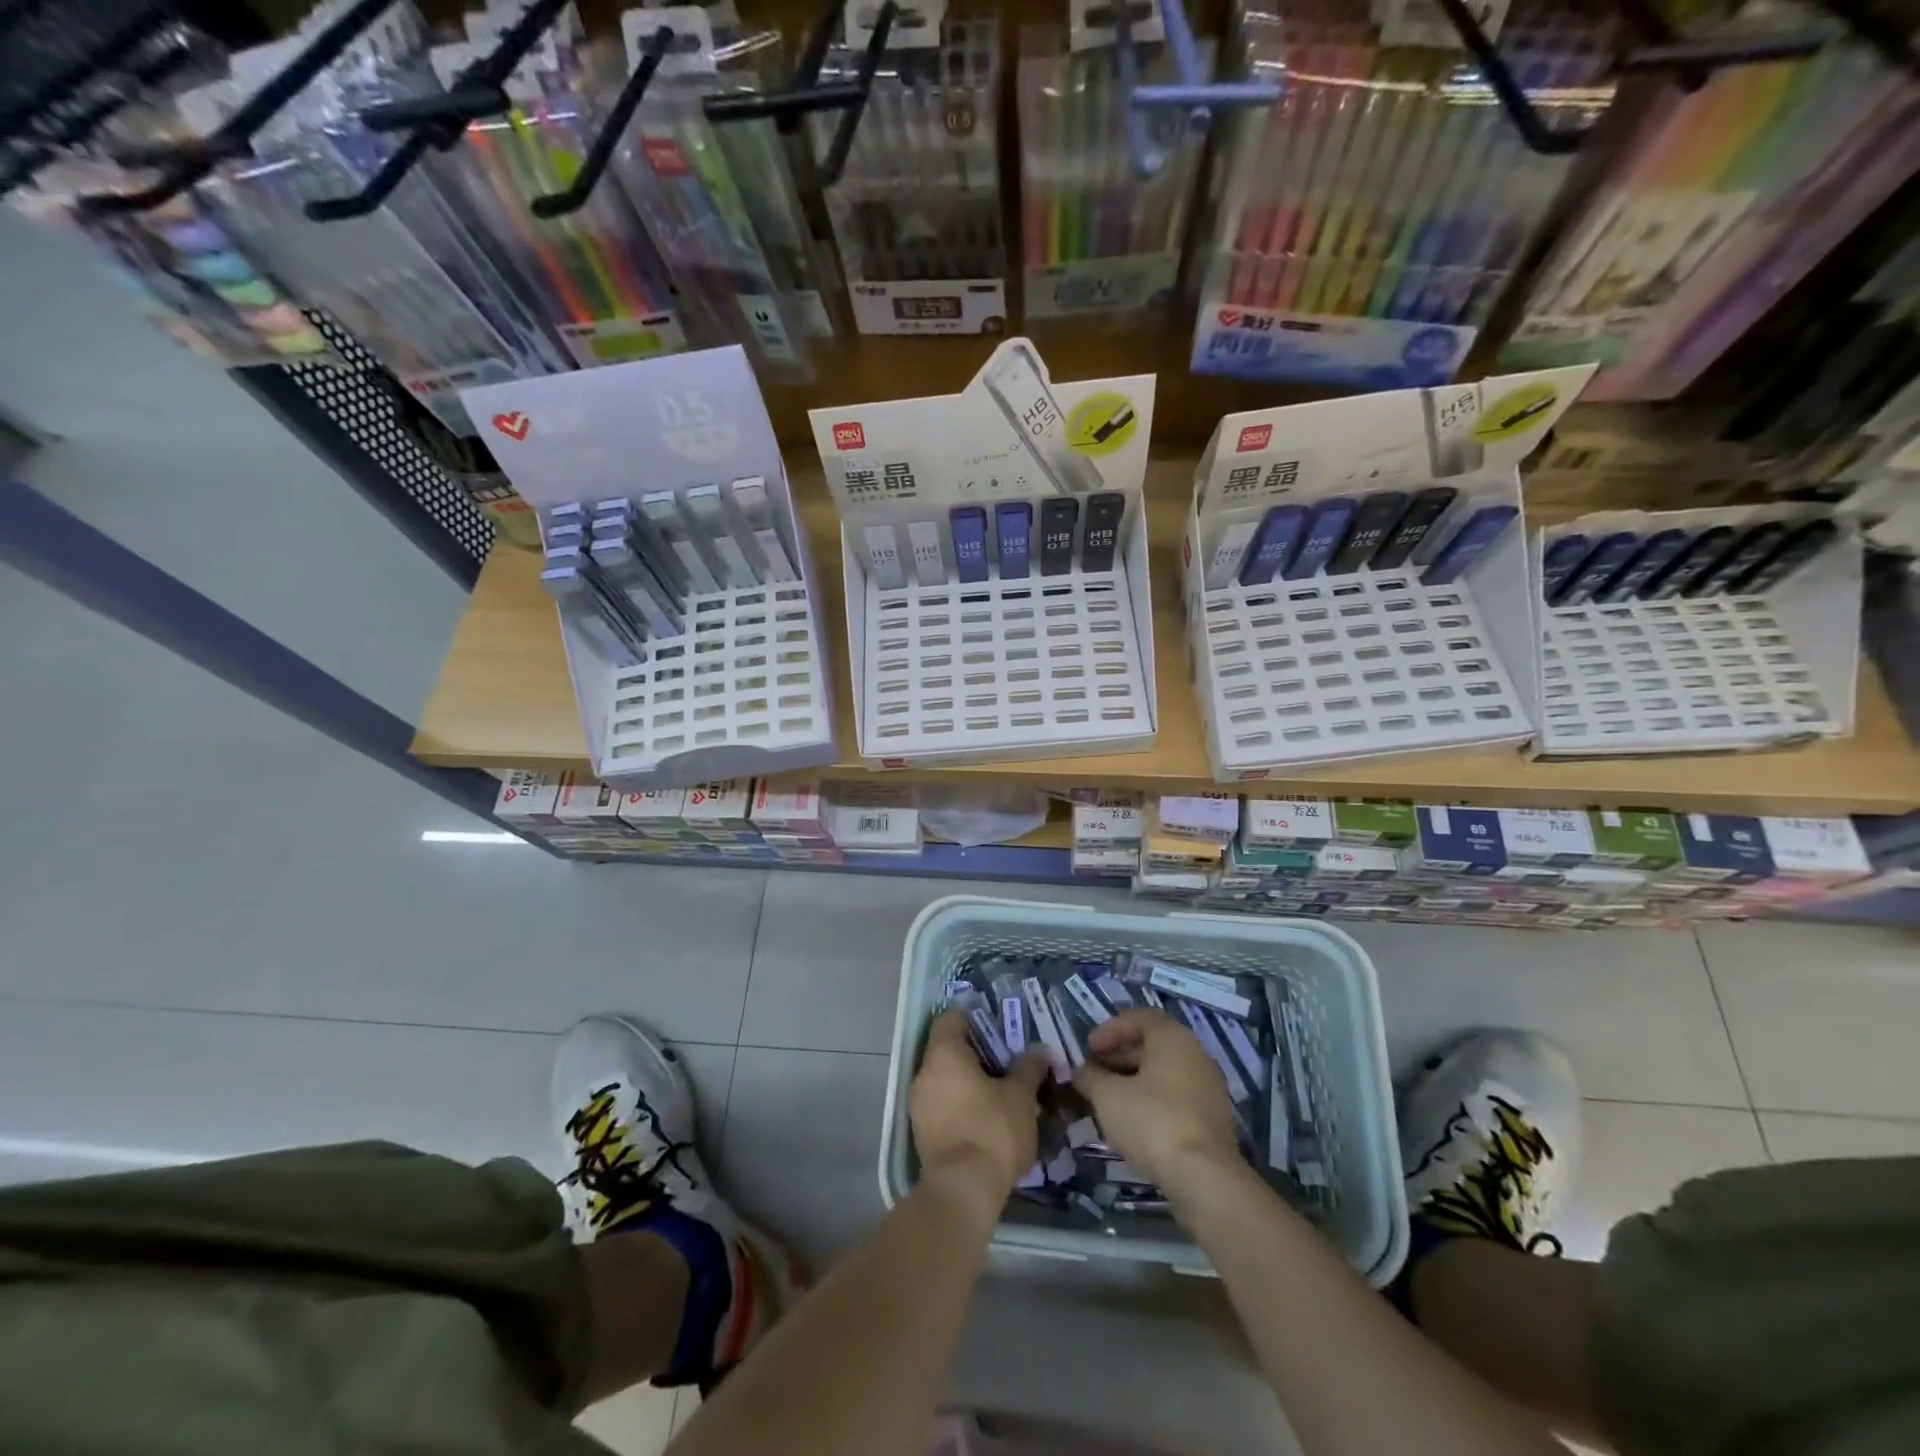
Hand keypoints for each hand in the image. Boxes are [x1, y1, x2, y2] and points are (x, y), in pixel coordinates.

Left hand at [911, 1011, 1048, 1197]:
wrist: (963, 1190)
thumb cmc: (992, 1130)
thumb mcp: (1020, 1096)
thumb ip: (1029, 1068)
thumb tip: (1038, 1051)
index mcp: (944, 1053)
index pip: (951, 1018)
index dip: (974, 1016)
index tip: (998, 1024)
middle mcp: (924, 1073)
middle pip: (947, 1048)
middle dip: (975, 1051)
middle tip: (1006, 1058)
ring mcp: (919, 1104)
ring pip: (944, 1078)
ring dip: (967, 1079)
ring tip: (999, 1089)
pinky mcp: (922, 1132)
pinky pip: (941, 1103)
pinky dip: (960, 1102)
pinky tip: (985, 1116)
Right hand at [1073, 1010, 1239, 1191]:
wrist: (1204, 1178)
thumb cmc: (1152, 1121)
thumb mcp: (1108, 1096)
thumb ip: (1091, 1077)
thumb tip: (1082, 1072)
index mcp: (1173, 1038)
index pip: (1139, 1018)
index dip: (1110, 1029)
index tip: (1088, 1049)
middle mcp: (1195, 1054)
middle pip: (1152, 1044)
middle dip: (1119, 1056)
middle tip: (1094, 1073)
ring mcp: (1207, 1087)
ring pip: (1164, 1072)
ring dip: (1133, 1079)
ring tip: (1108, 1098)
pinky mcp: (1211, 1119)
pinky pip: (1175, 1096)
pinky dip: (1151, 1099)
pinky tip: (1132, 1120)